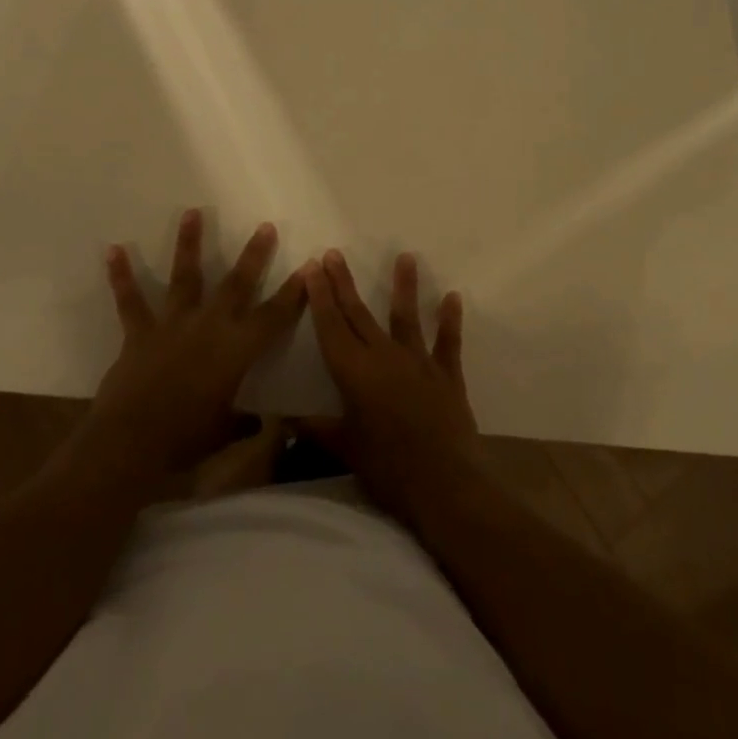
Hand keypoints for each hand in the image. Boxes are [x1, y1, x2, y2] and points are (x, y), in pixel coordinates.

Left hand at [84, 210, 307, 478]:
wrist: (132, 443)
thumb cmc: (185, 441)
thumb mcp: (224, 433)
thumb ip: (244, 422)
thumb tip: (264, 423)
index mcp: (236, 351)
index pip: (273, 317)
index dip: (293, 294)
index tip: (307, 267)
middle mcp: (209, 327)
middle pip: (237, 284)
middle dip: (254, 255)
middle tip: (265, 226)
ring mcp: (173, 325)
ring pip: (185, 276)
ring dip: (189, 243)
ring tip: (192, 211)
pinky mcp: (140, 332)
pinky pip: (130, 300)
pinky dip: (121, 275)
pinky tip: (114, 249)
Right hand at [303, 249, 479, 523]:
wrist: (445, 484)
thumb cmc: (387, 468)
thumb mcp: (345, 449)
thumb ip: (316, 429)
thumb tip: (284, 420)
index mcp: (354, 372)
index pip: (331, 325)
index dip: (320, 295)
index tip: (312, 267)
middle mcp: (384, 356)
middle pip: (358, 314)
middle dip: (343, 283)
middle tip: (334, 254)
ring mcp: (418, 363)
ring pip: (406, 317)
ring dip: (403, 286)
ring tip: (404, 256)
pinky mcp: (447, 375)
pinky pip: (448, 343)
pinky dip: (450, 320)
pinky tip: (453, 297)